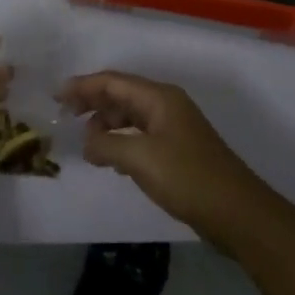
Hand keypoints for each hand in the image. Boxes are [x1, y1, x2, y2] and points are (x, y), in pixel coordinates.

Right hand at [58, 71, 274, 246]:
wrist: (238, 213)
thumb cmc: (188, 178)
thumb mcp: (140, 159)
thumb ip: (107, 146)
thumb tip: (88, 143)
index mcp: (159, 98)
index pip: (113, 82)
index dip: (83, 86)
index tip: (56, 95)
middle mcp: (167, 105)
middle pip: (122, 95)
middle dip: (93, 102)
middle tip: (66, 116)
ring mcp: (174, 128)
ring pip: (131, 116)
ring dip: (107, 124)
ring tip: (87, 143)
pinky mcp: (178, 151)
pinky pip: (141, 135)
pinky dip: (121, 140)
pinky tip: (111, 158)